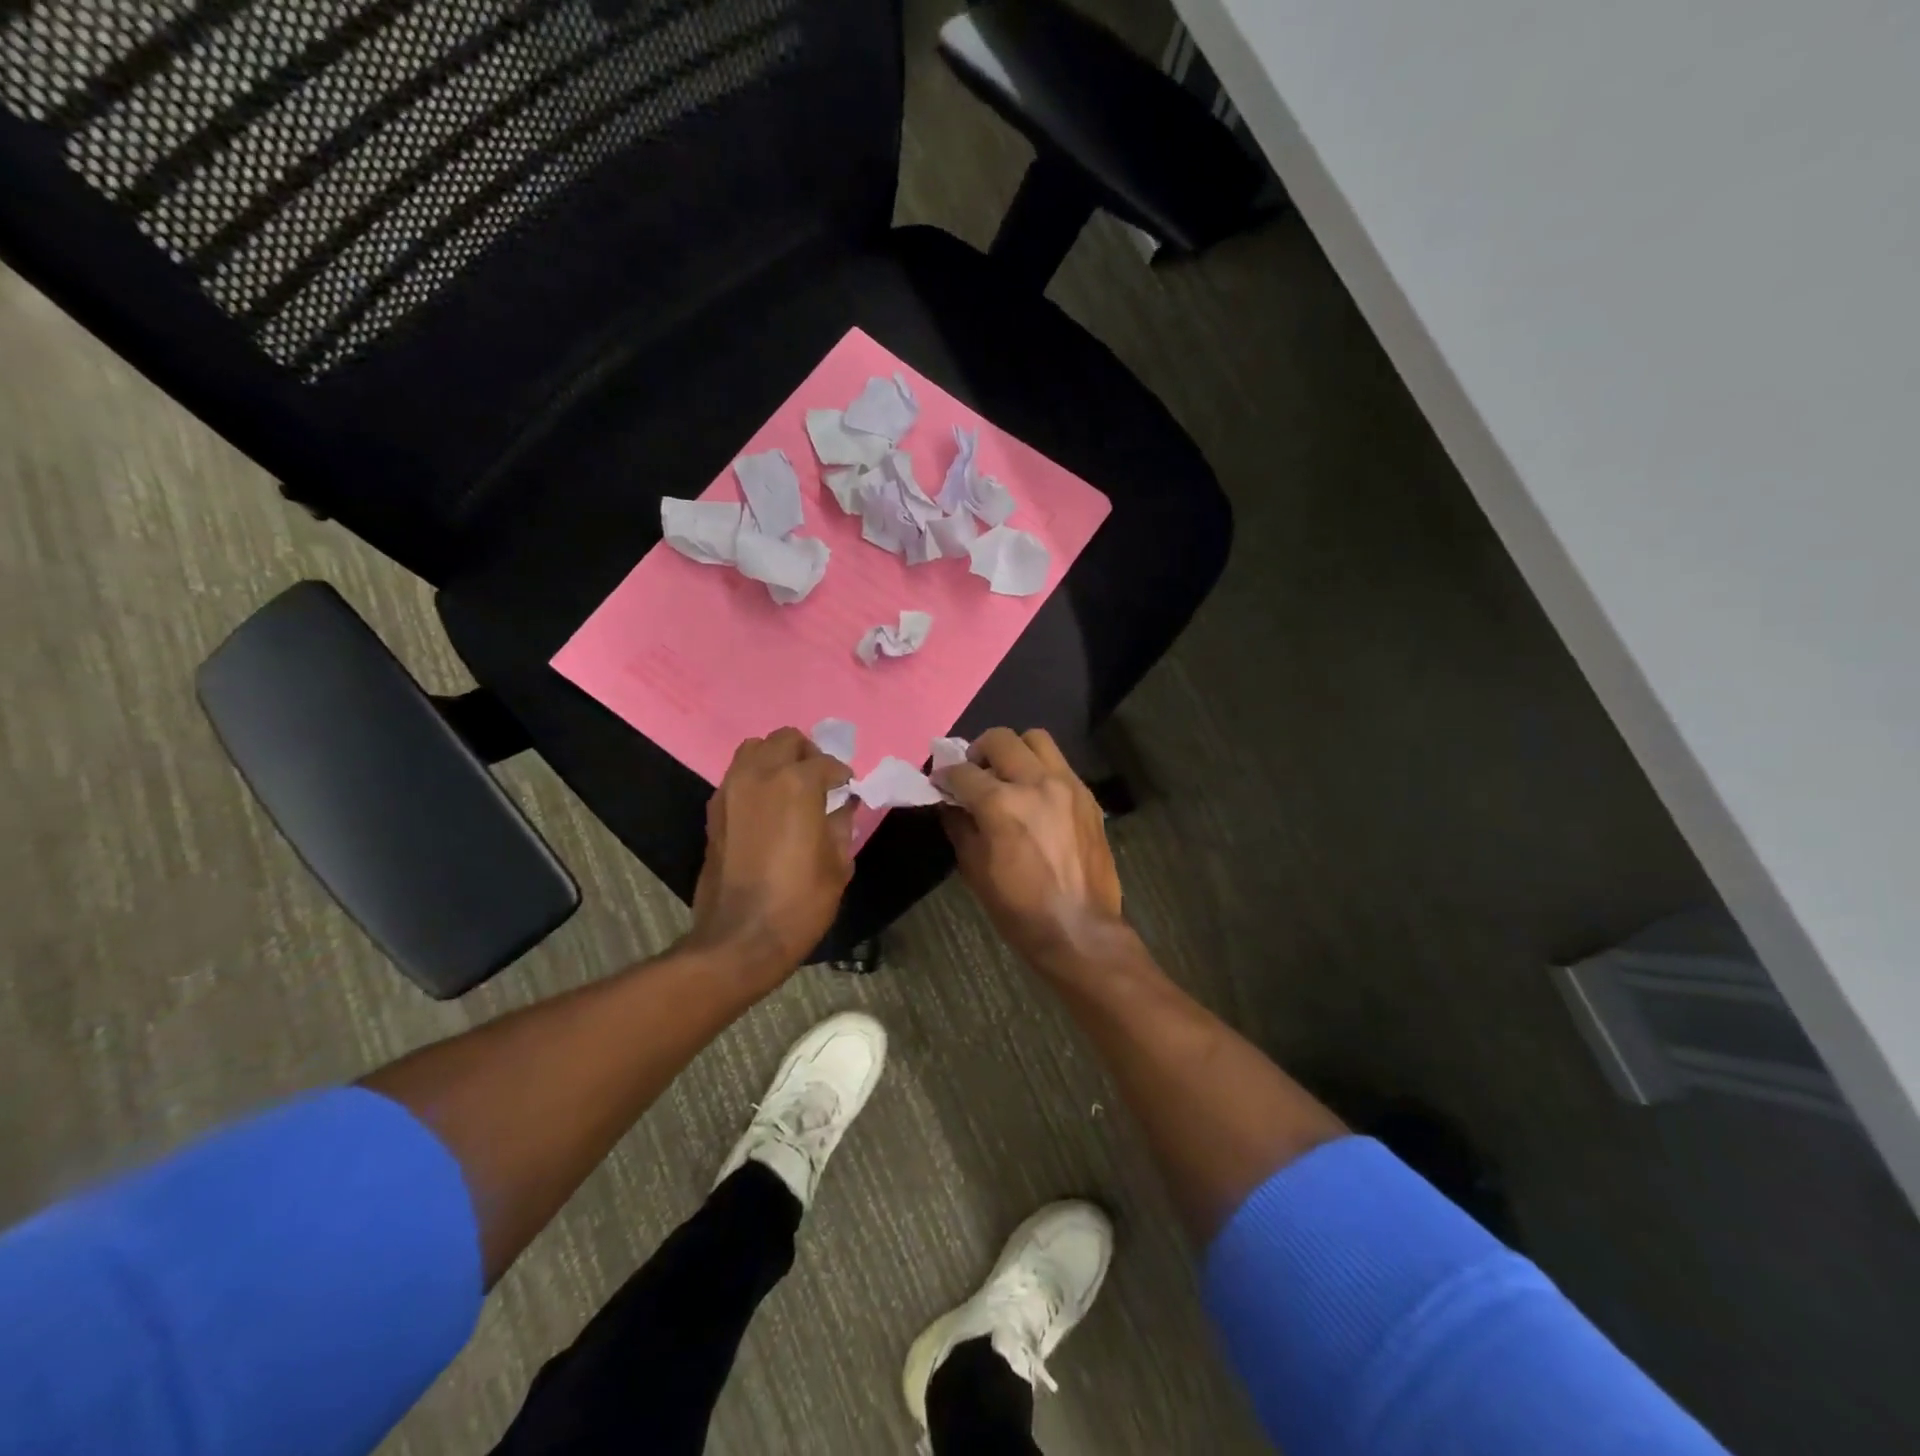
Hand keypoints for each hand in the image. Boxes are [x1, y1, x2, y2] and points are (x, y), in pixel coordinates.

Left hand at [687, 728, 853, 980]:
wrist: (740, 938)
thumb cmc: (800, 902)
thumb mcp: (838, 864)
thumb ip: (841, 824)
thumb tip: (844, 805)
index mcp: (798, 784)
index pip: (826, 763)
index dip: (842, 775)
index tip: (848, 790)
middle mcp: (761, 775)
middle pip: (785, 739)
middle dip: (807, 753)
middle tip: (820, 780)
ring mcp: (731, 790)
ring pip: (754, 749)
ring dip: (776, 758)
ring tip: (791, 786)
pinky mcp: (713, 810)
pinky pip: (737, 776)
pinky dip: (755, 778)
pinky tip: (768, 806)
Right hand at [937, 728, 1126, 972]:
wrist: (1080, 929)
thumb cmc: (1019, 908)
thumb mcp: (974, 869)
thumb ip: (959, 825)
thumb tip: (949, 802)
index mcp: (1002, 804)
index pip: (963, 772)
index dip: (944, 776)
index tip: (939, 783)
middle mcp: (1036, 783)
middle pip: (1000, 739)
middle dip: (978, 752)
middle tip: (973, 774)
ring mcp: (1067, 785)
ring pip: (1036, 739)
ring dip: (1014, 750)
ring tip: (1007, 775)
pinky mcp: (1087, 796)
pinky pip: (1059, 764)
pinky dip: (1040, 769)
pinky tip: (1035, 796)